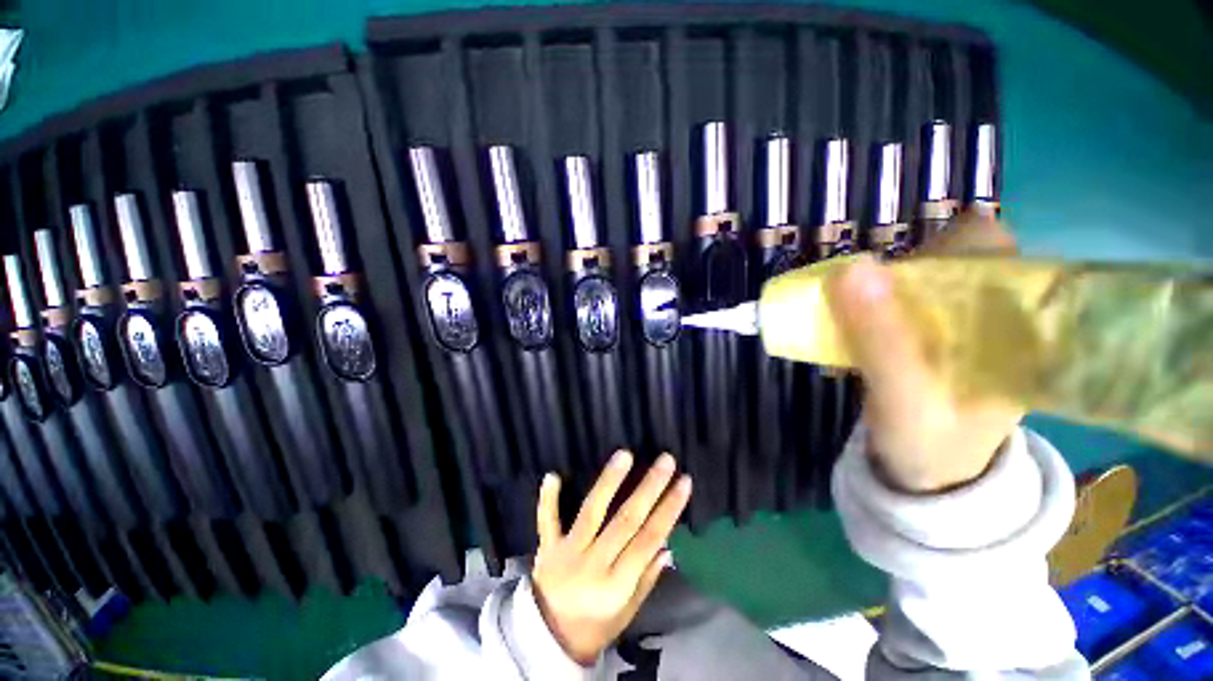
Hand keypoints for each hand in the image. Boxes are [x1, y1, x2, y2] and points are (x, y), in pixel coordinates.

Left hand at [532, 451, 691, 664]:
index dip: (669, 509)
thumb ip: (647, 578)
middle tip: (666, 460)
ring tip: (625, 455)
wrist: (548, 641)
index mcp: (617, 585)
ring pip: (591, 512)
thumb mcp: (628, 612)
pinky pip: (547, 521)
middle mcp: (593, 564)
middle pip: (625, 520)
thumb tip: (667, 545)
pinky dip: (548, 500)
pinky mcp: (547, 548)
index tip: (684, 482)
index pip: (649, 539)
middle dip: (649, 488)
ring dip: (609, 481)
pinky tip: (553, 476)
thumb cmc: (596, 626)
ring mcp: (567, 553)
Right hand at [826, 211, 1024, 492]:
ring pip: (921, 273)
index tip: (896, 277)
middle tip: (865, 305)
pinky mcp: (932, 334)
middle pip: (948, 253)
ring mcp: (962, 321)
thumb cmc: (930, 444)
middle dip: (900, 270)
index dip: (940, 247)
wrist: (928, 475)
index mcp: (1015, 321)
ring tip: (855, 319)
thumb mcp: (905, 397)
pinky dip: (873, 302)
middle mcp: (993, 311)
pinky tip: (857, 325)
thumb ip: (881, 338)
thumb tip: (851, 268)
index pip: (990, 247)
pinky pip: (901, 297)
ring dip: (881, 286)